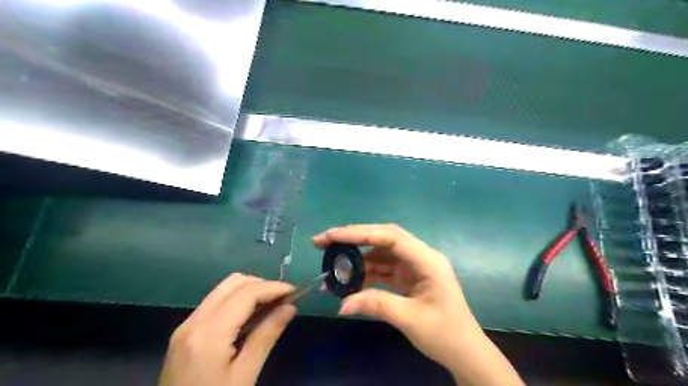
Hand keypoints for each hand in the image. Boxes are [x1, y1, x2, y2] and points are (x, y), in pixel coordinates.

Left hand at [160, 275, 296, 384]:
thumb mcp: (245, 376)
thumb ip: (266, 336)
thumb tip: (290, 307)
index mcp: (209, 334)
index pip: (246, 293)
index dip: (273, 287)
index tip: (295, 292)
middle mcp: (194, 321)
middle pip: (233, 282)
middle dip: (261, 284)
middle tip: (282, 299)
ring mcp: (186, 325)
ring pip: (223, 289)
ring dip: (250, 290)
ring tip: (270, 305)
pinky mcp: (184, 332)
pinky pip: (215, 302)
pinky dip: (237, 300)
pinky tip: (250, 315)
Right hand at [313, 224, 521, 385]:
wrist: (465, 351)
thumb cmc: (445, 334)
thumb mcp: (410, 319)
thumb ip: (376, 305)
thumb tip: (341, 305)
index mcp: (427, 260)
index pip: (390, 236)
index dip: (359, 233)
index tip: (332, 236)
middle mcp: (420, 256)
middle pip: (383, 238)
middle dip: (353, 238)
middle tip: (323, 241)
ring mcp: (414, 265)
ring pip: (381, 252)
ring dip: (357, 257)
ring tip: (332, 263)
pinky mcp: (408, 276)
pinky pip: (383, 268)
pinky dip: (365, 272)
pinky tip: (349, 279)